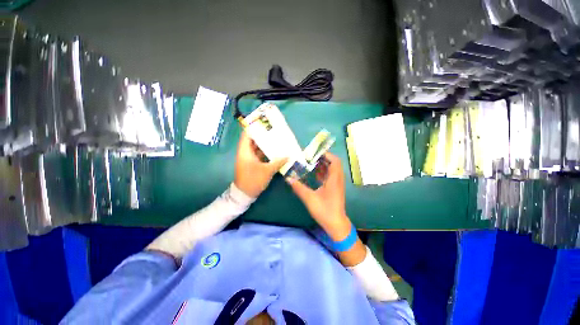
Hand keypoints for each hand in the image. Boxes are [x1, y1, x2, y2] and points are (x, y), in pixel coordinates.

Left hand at [235, 131, 286, 197]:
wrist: (244, 194)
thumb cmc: (253, 180)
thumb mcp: (267, 171)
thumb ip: (278, 162)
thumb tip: (289, 156)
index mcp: (245, 151)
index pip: (247, 134)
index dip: (254, 127)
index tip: (265, 123)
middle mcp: (246, 152)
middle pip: (253, 140)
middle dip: (263, 135)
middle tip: (274, 131)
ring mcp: (249, 158)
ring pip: (257, 148)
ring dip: (265, 144)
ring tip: (276, 139)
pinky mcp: (252, 163)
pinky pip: (259, 154)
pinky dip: (266, 152)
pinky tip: (275, 151)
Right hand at [286, 153, 350, 240]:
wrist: (336, 224)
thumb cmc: (325, 210)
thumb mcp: (310, 198)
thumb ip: (299, 187)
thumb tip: (288, 179)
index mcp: (334, 179)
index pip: (335, 161)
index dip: (326, 155)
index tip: (315, 153)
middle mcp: (337, 179)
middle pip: (333, 164)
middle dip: (323, 159)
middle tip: (311, 158)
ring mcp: (337, 184)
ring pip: (332, 170)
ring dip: (323, 165)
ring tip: (311, 163)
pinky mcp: (335, 189)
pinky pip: (330, 176)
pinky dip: (323, 172)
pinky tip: (314, 174)